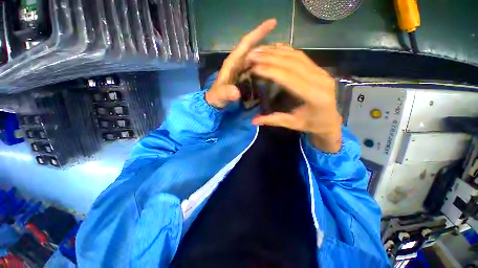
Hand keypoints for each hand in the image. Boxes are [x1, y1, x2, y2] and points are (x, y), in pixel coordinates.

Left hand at [205, 19, 276, 108]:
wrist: (215, 101)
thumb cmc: (216, 96)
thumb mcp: (220, 95)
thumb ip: (226, 93)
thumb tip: (236, 92)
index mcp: (232, 62)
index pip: (246, 43)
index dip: (258, 32)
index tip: (273, 23)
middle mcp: (238, 62)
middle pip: (254, 50)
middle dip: (266, 46)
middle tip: (282, 49)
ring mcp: (241, 69)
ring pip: (255, 59)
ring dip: (266, 57)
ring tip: (279, 58)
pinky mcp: (243, 75)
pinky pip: (254, 68)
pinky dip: (262, 67)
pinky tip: (269, 70)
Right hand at [247, 45, 341, 152]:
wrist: (332, 119)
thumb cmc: (313, 124)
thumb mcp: (294, 124)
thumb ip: (274, 120)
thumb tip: (254, 121)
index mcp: (315, 96)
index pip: (289, 78)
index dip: (270, 70)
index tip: (254, 67)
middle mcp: (320, 79)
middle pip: (291, 63)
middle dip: (269, 57)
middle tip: (252, 55)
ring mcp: (320, 71)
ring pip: (295, 56)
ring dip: (275, 51)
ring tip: (259, 50)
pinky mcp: (319, 68)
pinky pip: (301, 55)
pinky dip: (286, 50)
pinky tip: (274, 47)